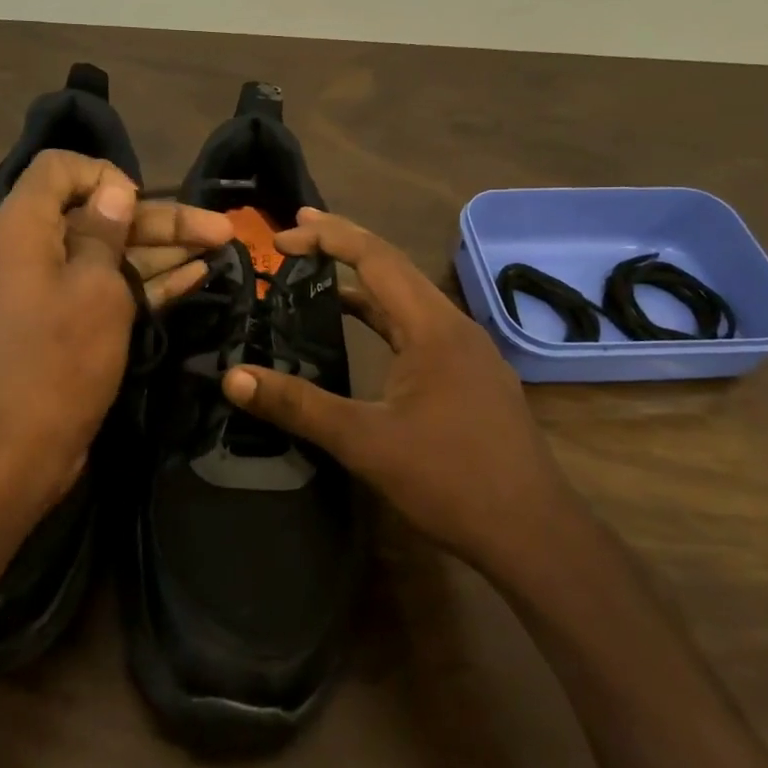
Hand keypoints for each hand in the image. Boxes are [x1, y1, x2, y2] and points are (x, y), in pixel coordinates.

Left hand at [0, 151, 230, 505]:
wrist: (15, 452)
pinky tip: (196, 275)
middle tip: (223, 230)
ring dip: (165, 249)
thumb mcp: (94, 288)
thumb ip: (106, 231)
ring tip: (222, 247)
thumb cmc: (57, 361)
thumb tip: (114, 189)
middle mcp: (35, 249)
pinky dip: (149, 281)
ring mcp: (52, 289)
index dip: (104, 175)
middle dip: (161, 219)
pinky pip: (110, 289)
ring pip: (113, 254)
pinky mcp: (67, 324)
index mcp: (25, 226)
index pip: (60, 169)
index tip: (141, 203)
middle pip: (101, 214)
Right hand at [221, 208, 570, 576]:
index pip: (375, 258)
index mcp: (432, 327)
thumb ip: (298, 405)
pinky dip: (383, 318)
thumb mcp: (365, 441)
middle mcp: (454, 326)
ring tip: (317, 274)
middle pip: (393, 268)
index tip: (283, 235)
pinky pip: (419, 328)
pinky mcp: (471, 376)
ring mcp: (468, 351)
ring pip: (408, 300)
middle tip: (295, 234)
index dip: (328, 237)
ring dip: (363, 284)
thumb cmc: (450, 480)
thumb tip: (234, 378)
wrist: (533, 532)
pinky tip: (362, 333)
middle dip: (343, 245)